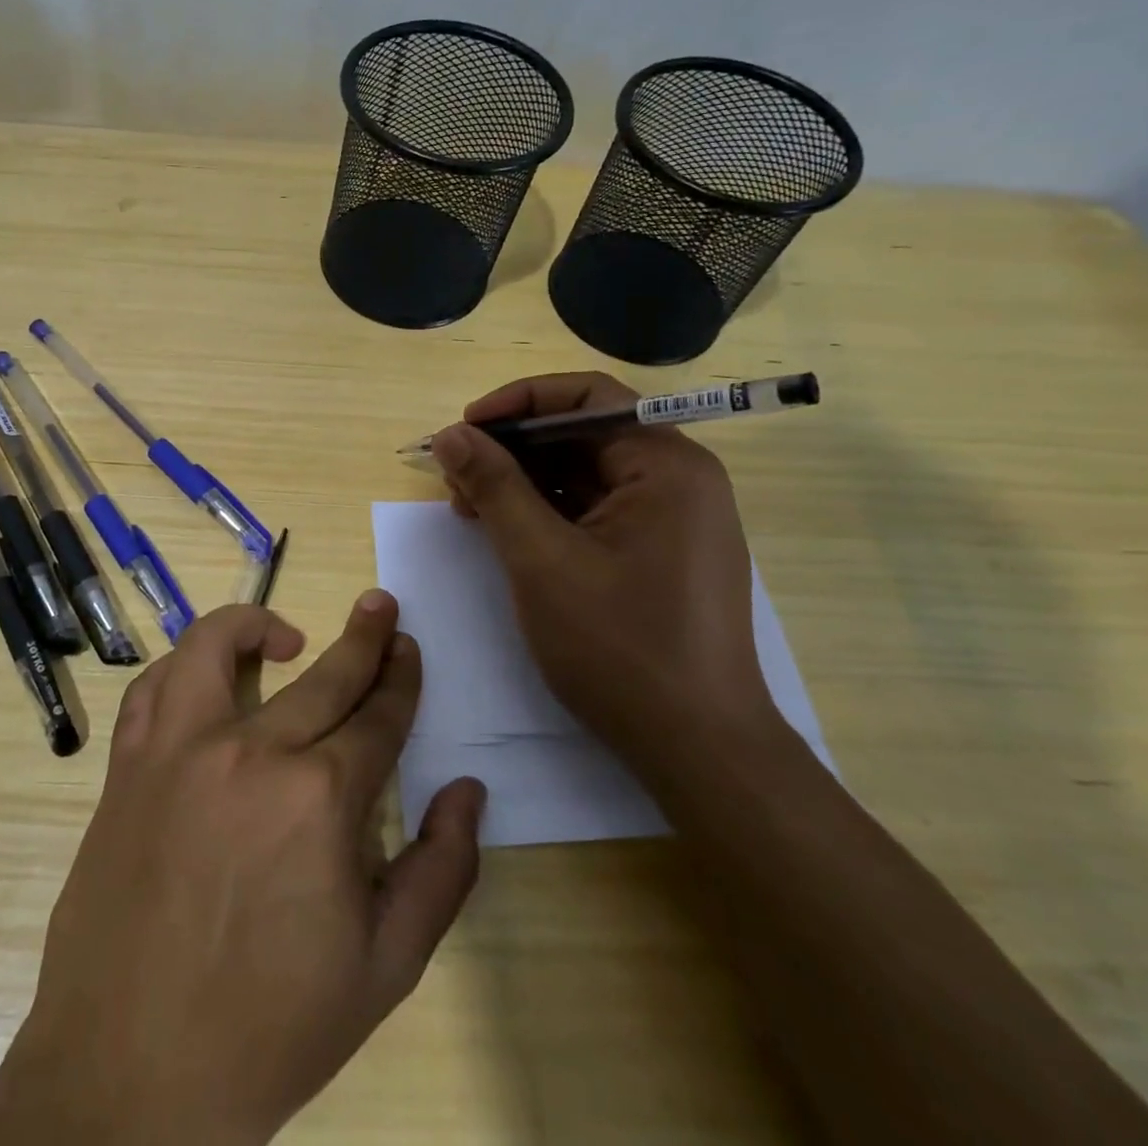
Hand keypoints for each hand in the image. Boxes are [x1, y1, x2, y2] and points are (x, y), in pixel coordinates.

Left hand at [0, 599, 485, 1145]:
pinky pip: (152, 689)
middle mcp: (250, 752)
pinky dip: (182, 668)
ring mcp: (178, 751)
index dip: (401, 678)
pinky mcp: (127, 767)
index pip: (378, 716)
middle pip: (323, 674)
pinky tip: (204, 680)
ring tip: (284, 634)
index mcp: (320, 798)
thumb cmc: (272, 1025)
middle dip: (364, 636)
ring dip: (254, 625)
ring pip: (215, 647)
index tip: (409, 648)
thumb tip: (468, 790)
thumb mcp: (386, 967)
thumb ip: (442, 871)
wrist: (134, 1077)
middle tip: (380, 606)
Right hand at [430, 372, 781, 775]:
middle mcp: (679, 479)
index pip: (586, 397)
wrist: (698, 750)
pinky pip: (597, 510)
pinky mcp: (662, 552)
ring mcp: (674, 518)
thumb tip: (449, 434)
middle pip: (583, 434)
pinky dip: (548, 512)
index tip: (463, 430)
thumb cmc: (619, 647)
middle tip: (456, 478)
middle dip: (513, 449)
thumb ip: (494, 487)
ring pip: (585, 473)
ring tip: (470, 510)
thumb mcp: (541, 560)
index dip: (517, 403)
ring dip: (524, 482)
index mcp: (666, 465)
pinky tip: (507, 533)